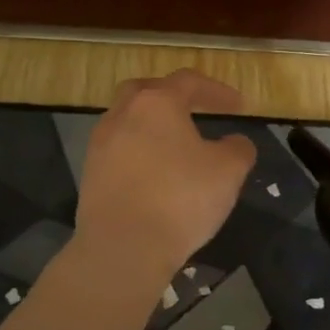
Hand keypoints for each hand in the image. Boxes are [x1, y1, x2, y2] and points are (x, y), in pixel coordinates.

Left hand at [73, 70, 256, 279]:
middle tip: (194, 109)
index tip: (239, 106)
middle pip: (146, 91)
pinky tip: (156, 174)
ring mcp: (100, 145)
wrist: (123, 247)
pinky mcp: (90, 175)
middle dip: (172, 96)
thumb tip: (235, 143)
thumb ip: (238, 149)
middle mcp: (123, 115)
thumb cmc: (181, 199)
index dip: (217, 91)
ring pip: (128, 121)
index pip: (189, 82)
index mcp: (157, 104)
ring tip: (176, 146)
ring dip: (152, 126)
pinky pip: (119, 151)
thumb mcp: (229, 172)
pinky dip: (139, 153)